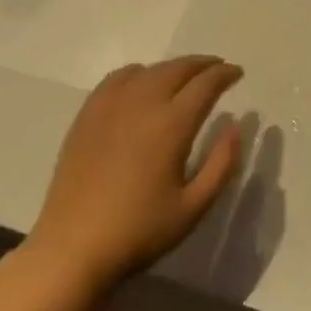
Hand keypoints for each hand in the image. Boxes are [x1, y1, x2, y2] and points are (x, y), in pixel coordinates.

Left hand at [24, 56, 244, 294]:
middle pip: (177, 68)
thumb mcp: (193, 207)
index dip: (224, 74)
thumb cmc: (139, 231)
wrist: (73, 246)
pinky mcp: (87, 115)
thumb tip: (235, 126)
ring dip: (172, 68)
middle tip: (217, 69)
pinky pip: (117, 78)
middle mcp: (142, 103)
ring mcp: (110, 106)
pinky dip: (139, 73)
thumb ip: (222, 164)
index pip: (205, 84)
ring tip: (184, 77)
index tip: (237, 72)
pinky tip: (142, 84)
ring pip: (148, 70)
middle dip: (202, 64)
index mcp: (171, 125)